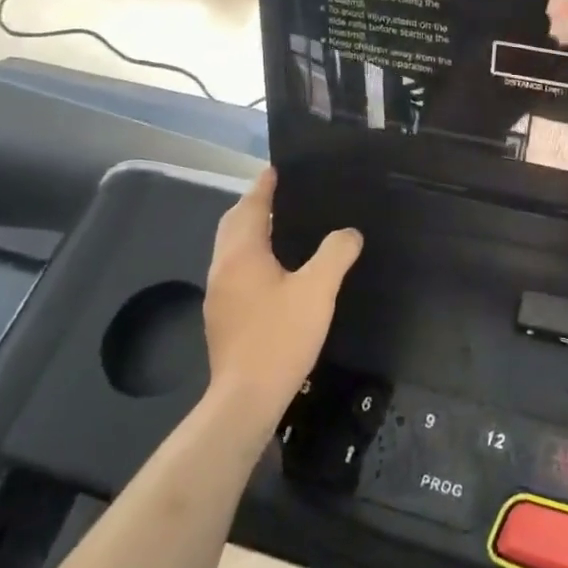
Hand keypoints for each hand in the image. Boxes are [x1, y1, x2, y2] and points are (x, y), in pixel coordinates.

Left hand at [205, 169, 361, 428]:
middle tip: (281, 194)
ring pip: (231, 249)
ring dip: (250, 231)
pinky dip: (251, 255)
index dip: (263, 186)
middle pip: (233, 225)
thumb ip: (335, 254)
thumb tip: (349, 233)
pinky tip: (274, 269)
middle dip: (253, 205)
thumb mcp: (318, 290)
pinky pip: (235, 270)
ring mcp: (218, 295)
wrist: (246, 399)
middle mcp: (222, 268)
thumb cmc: (280, 337)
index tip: (275, 169)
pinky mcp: (222, 317)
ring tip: (281, 226)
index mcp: (242, 254)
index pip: (251, 207)